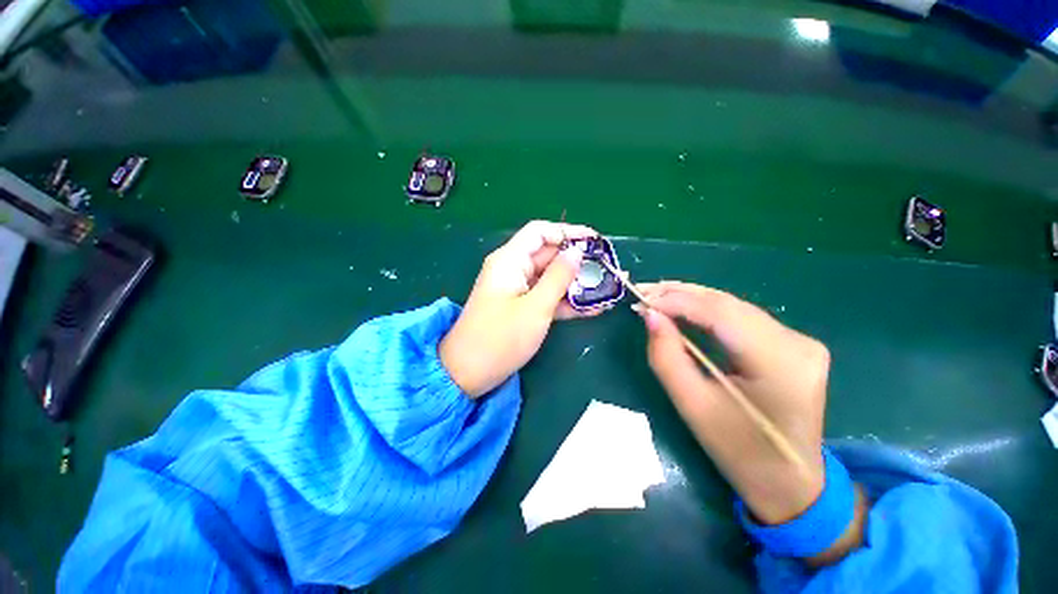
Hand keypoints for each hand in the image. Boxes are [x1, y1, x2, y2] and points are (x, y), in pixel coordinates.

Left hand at [440, 220, 599, 397]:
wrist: (468, 373)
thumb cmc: (500, 339)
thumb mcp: (535, 307)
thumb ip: (558, 277)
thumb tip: (576, 252)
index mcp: (510, 260)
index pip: (540, 232)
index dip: (568, 232)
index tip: (594, 241)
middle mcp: (513, 269)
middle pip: (548, 255)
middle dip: (577, 261)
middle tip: (607, 269)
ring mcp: (517, 289)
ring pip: (550, 278)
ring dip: (576, 284)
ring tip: (605, 289)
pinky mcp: (521, 307)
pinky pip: (546, 297)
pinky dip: (566, 301)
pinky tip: (592, 308)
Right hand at [636, 282, 829, 524]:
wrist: (791, 483)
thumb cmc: (740, 453)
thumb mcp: (693, 407)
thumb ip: (667, 357)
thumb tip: (649, 316)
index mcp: (780, 364)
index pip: (720, 314)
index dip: (677, 302)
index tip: (641, 300)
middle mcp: (797, 343)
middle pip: (728, 304)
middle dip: (680, 294)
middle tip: (643, 292)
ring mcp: (799, 341)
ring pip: (733, 306)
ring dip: (691, 298)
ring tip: (656, 295)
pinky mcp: (791, 344)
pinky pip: (740, 317)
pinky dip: (707, 310)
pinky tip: (683, 306)